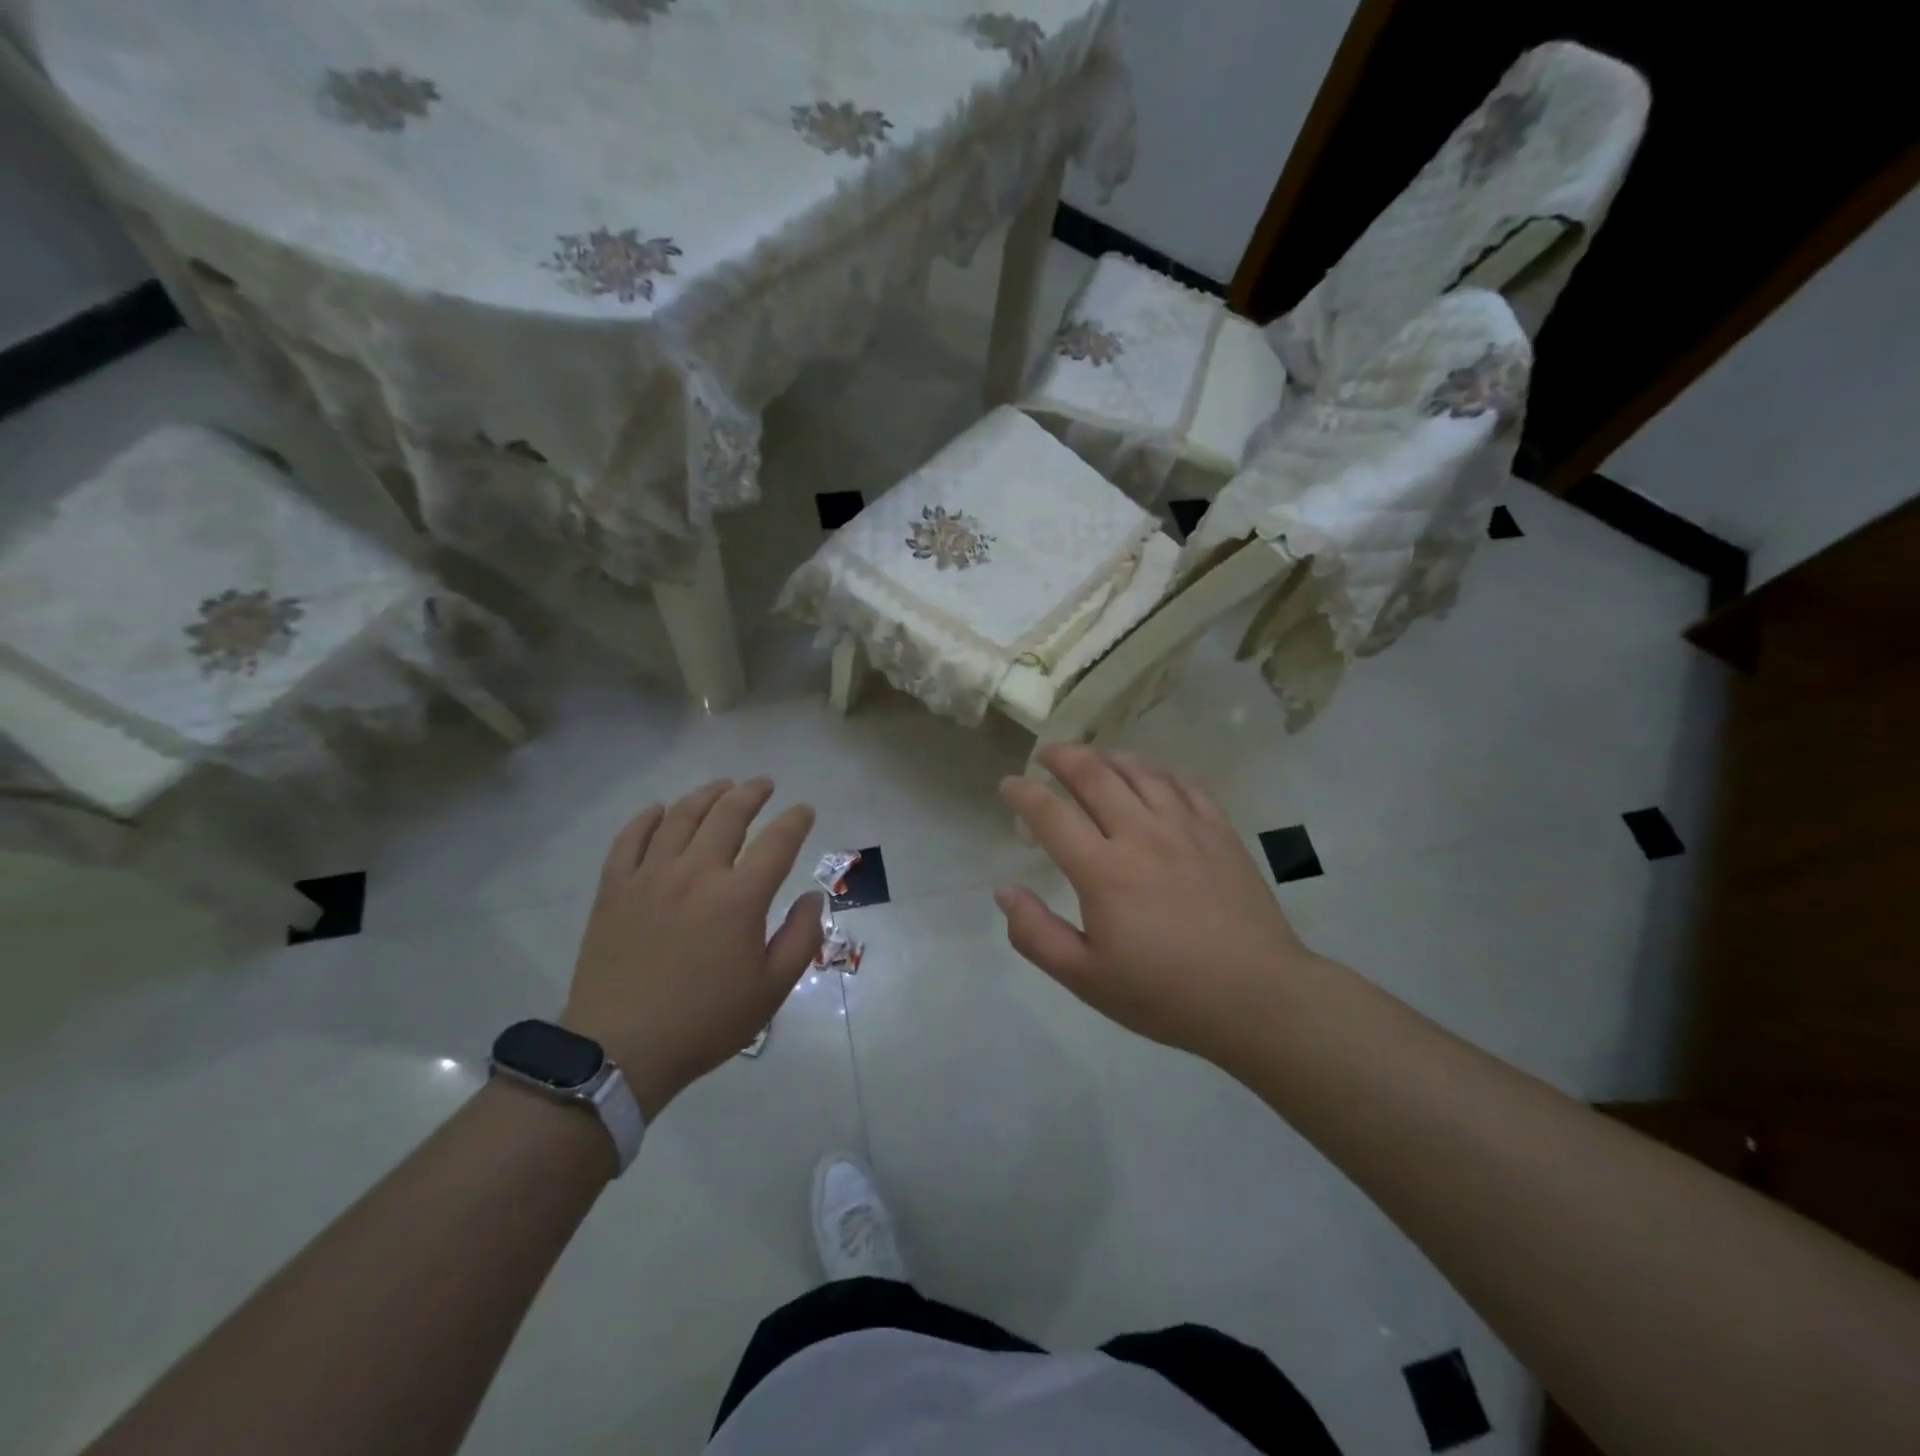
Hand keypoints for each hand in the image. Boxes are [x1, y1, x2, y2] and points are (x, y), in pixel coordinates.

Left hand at [563, 778, 821, 1120]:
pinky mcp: (615, 889)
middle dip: (751, 793)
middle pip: (727, 815)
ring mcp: (650, 877)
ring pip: (680, 817)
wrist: (620, 1050)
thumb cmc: (705, 1021)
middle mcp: (696, 873)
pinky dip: (647, 818)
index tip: (805, 811)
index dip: (796, 820)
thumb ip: (801, 937)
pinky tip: (659, 810)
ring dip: (706, 795)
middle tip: (764, 784)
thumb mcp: (771, 989)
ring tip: (722, 786)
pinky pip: (630, 839)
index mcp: (739, 898)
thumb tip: (812, 896)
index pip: (777, 842)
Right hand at [996, 746, 1318, 1067]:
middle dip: (1063, 756)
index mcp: (1103, 871)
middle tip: (1046, 754)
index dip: (1023, 793)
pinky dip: (1157, 772)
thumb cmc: (1165, 994)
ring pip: (1139, 771)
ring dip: (1107, 757)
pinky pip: (1183, 785)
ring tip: (1092, 757)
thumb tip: (1004, 890)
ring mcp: (1185, 828)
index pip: (1051, 814)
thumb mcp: (1086, 979)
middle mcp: (1141, 835)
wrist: (1257, 997)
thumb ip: (1036, 934)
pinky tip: (1150, 777)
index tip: (1008, 783)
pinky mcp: (1220, 832)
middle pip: (1094, 775)